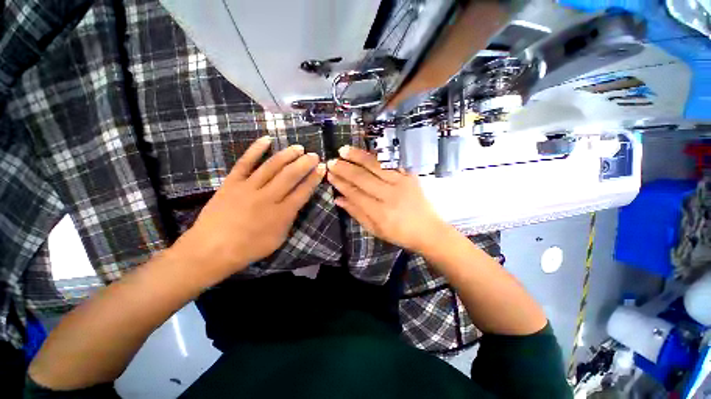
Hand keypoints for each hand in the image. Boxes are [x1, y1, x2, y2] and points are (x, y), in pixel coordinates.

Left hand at [176, 137, 324, 278]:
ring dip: (287, 155)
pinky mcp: (231, 183)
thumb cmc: (248, 248)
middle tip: (314, 155)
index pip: (303, 192)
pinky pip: (245, 163)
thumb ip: (289, 219)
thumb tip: (295, 202)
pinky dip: (256, 150)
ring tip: (298, 147)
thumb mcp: (278, 239)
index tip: (322, 168)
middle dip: (305, 164)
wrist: (211, 250)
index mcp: (281, 214)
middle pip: (290, 176)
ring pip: (271, 166)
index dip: (314, 179)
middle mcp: (267, 198)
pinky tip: (267, 140)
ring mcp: (248, 188)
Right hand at [326, 146, 448, 252]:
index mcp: (380, 213)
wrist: (429, 230)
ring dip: (358, 157)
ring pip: (376, 166)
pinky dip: (377, 156)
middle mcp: (390, 195)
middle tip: (332, 162)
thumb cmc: (400, 234)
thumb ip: (356, 213)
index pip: (355, 193)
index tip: (330, 175)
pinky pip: (391, 163)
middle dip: (345, 169)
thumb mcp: (375, 230)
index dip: (341, 184)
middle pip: (363, 178)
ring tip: (344, 150)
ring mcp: (402, 183)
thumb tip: (338, 199)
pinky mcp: (410, 176)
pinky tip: (366, 151)